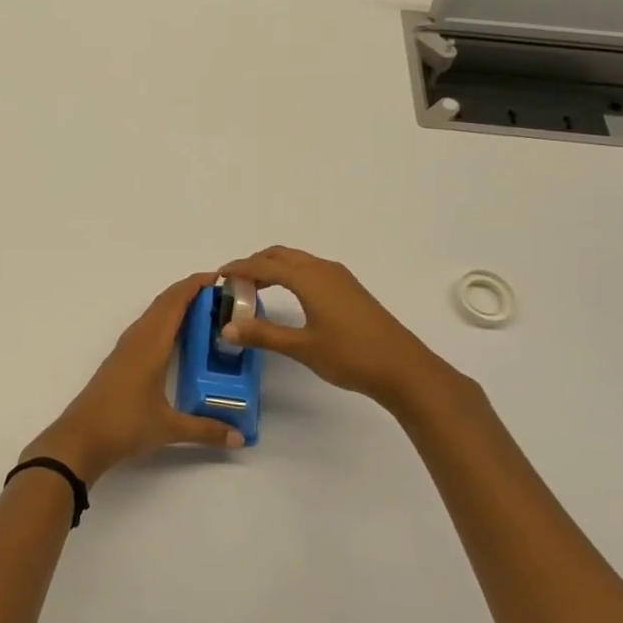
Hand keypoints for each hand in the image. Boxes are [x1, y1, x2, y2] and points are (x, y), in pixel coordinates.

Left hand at [25, 272, 245, 483]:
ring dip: (174, 305)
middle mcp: (137, 339)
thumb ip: (206, 430)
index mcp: (151, 345)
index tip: (218, 277)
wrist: (80, 439)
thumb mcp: (169, 428)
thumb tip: (239, 438)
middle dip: (188, 292)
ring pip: (153, 315)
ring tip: (203, 310)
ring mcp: (126, 348)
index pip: (174, 304)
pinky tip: (175, 337)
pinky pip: (146, 328)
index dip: (194, 286)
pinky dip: (164, 321)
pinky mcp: (120, 360)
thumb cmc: (124, 425)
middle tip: (219, 293)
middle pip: (163, 303)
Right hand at [216, 246, 473, 420]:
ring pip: (298, 261)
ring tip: (255, 288)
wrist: (403, 368)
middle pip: (280, 255)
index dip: (239, 268)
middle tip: (234, 283)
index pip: (264, 264)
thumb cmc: (350, 355)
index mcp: (308, 278)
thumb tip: (227, 328)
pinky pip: (311, 269)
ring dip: (273, 267)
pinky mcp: (349, 289)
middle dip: (254, 263)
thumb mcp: (301, 347)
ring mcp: (339, 278)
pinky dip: (291, 274)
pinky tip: (288, 295)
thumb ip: (263, 335)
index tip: (218, 276)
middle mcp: (323, 269)